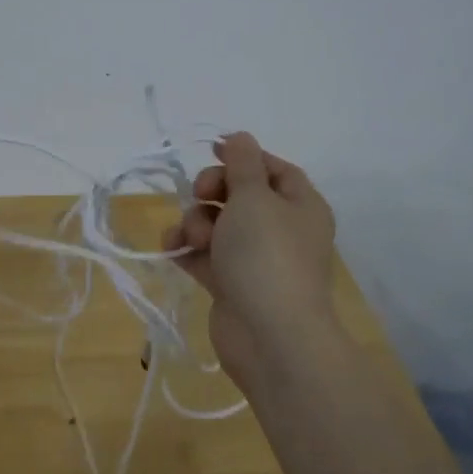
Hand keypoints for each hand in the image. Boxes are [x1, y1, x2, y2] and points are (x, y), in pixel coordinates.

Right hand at [162, 132, 338, 391]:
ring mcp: (255, 259)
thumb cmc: (267, 255)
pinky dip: (187, 248)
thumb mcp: (254, 196)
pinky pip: (204, 254)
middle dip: (212, 191)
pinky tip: (172, 248)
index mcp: (300, 205)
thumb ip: (242, 163)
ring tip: (192, 237)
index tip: (212, 151)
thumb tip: (240, 137)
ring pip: (217, 224)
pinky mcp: (231, 285)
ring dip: (195, 222)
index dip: (243, 157)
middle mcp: (281, 229)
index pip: (273, 169)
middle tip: (201, 196)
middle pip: (240, 194)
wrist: (270, 336)